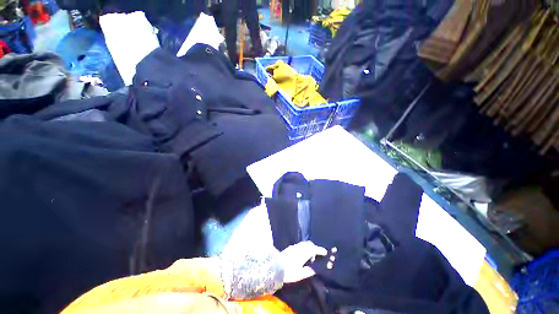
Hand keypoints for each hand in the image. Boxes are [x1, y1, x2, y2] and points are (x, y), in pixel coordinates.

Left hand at [279, 241, 327, 283]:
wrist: (275, 268)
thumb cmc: (289, 272)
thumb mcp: (300, 275)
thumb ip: (309, 271)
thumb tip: (315, 269)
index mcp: (303, 254)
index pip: (313, 249)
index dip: (320, 250)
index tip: (325, 252)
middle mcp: (299, 248)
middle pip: (309, 244)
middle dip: (314, 247)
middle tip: (317, 255)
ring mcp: (294, 247)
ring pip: (304, 244)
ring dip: (309, 247)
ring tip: (310, 256)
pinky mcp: (290, 247)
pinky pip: (300, 245)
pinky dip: (304, 247)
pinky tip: (302, 254)